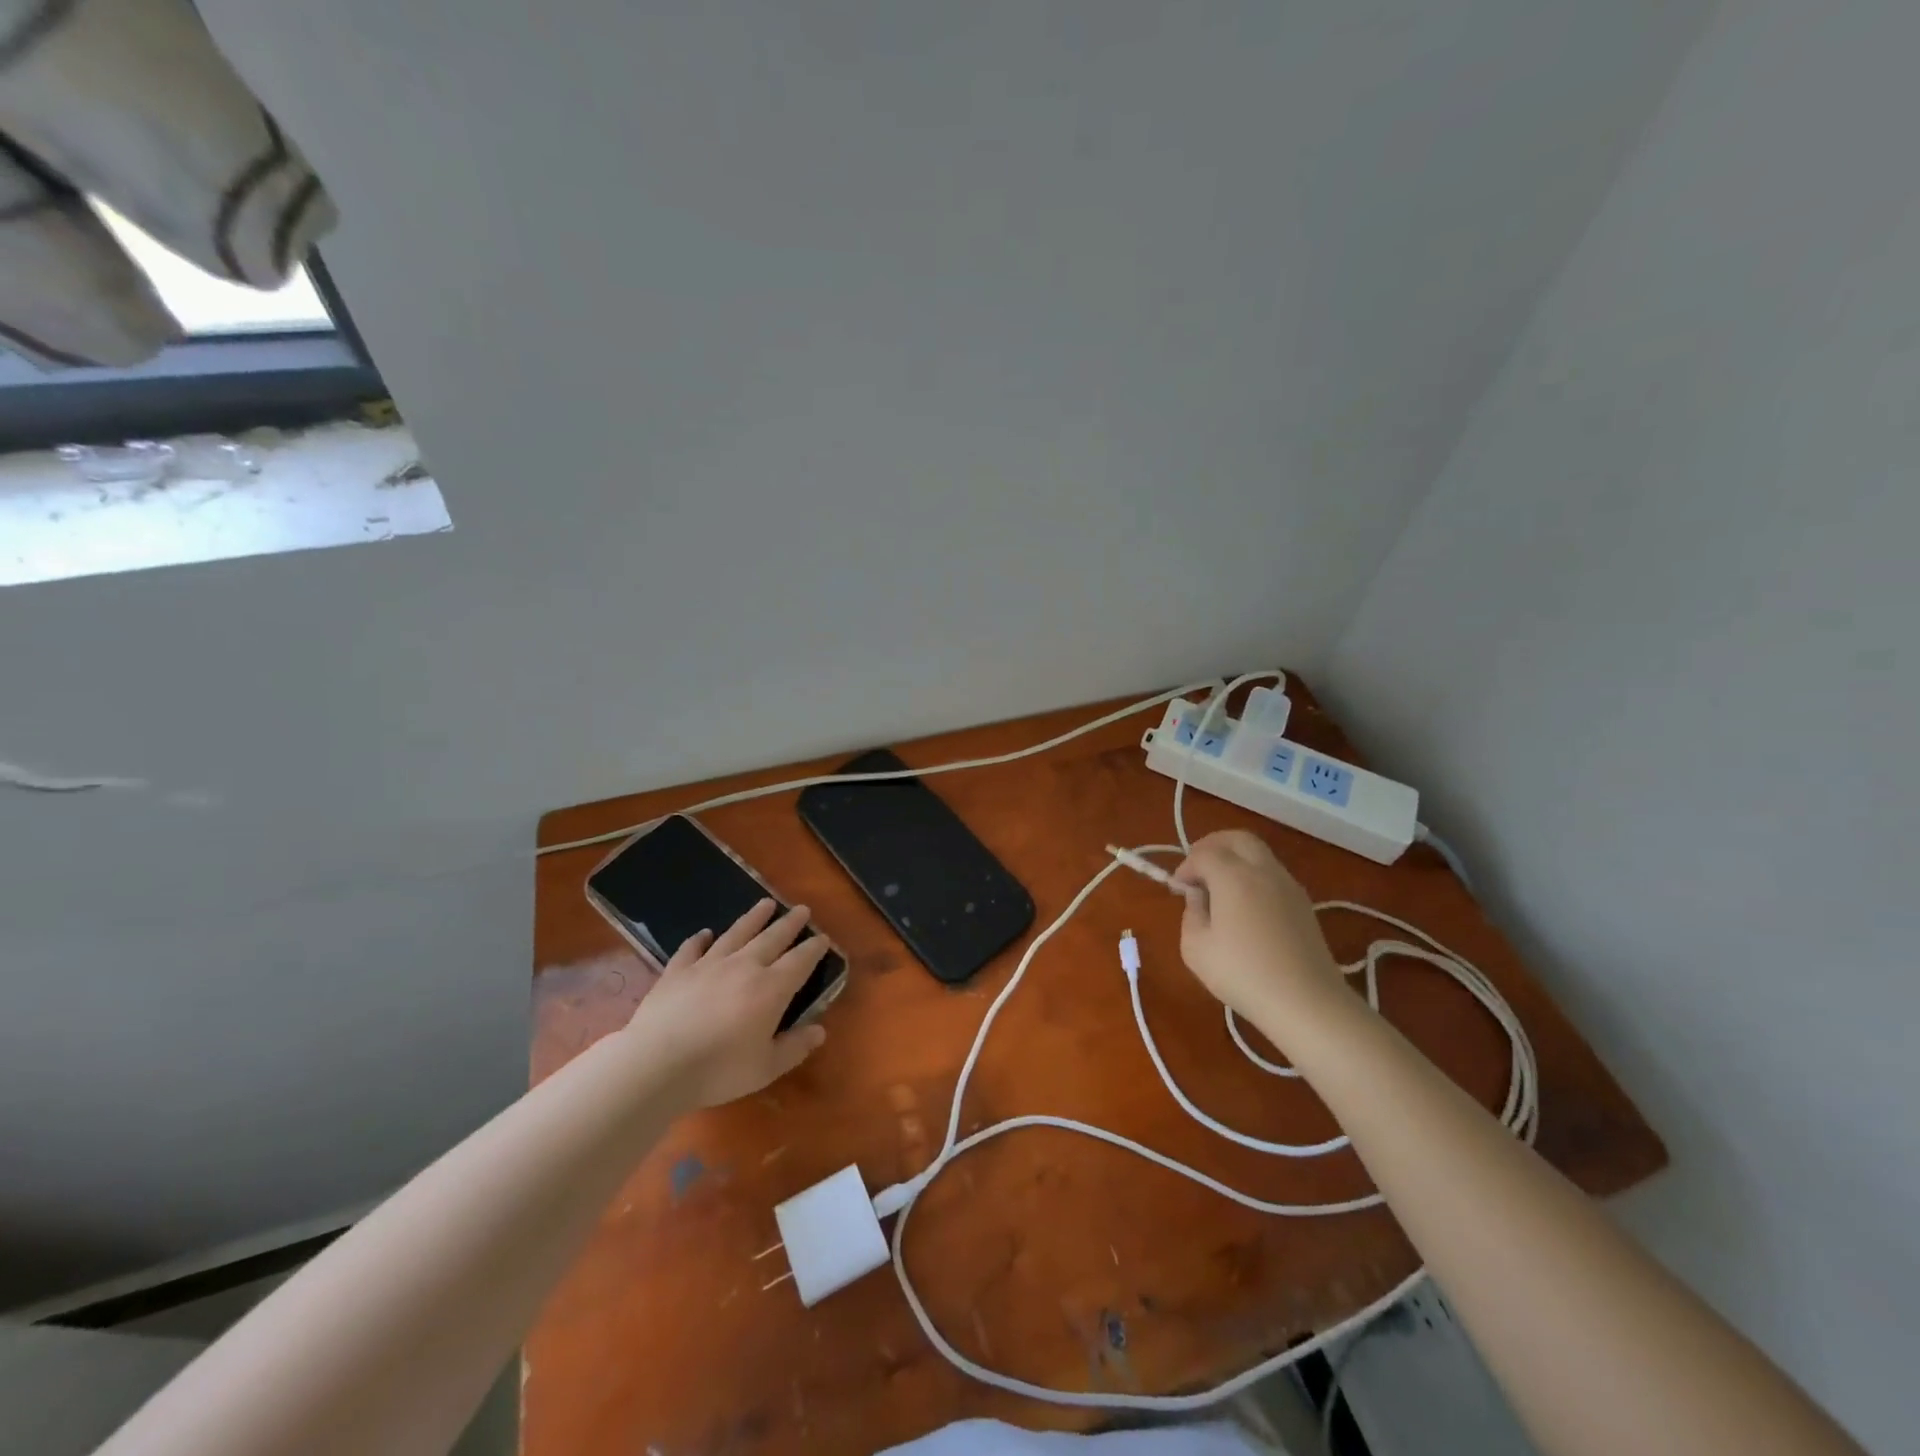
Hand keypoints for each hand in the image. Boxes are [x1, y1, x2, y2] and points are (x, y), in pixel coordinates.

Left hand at [623, 899, 830, 1108]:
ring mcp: (708, 964)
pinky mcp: (677, 970)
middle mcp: (744, 966)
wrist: (657, 1063)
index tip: (823, 938)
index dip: (814, 948)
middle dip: (789, 923)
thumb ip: (794, 1047)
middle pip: (772, 938)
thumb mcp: (766, 1068)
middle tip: (801, 909)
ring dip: (753, 918)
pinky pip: (692, 948)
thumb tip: (819, 1030)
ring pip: (736, 933)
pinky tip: (705, 933)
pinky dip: (700, 939)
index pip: (800, 961)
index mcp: (771, 988)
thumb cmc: (718, 1070)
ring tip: (765, 904)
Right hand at [1172, 830, 1347, 1039]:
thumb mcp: (1196, 948)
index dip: (1185, 866)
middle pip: (1236, 838)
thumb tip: (1199, 898)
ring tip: (1220, 889)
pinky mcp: (1303, 903)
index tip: (1177, 889)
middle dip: (1212, 846)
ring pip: (1258, 853)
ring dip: (1235, 860)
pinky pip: (1272, 873)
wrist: (1306, 1002)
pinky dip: (1253, 876)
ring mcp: (1288, 885)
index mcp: (1233, 876)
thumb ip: (1191, 914)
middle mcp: (1263, 870)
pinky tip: (1245, 906)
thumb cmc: (1243, 974)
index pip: (1203, 854)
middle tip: (1198, 869)